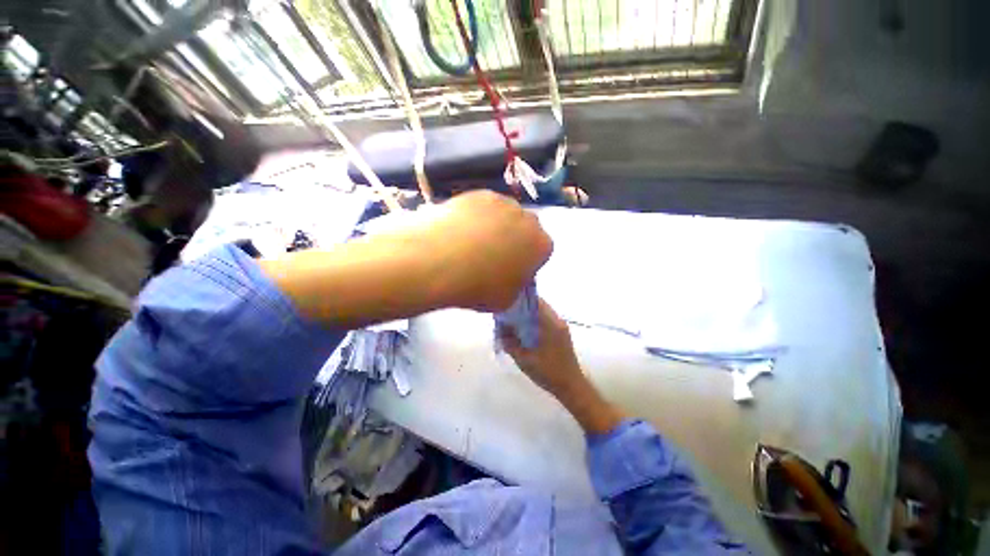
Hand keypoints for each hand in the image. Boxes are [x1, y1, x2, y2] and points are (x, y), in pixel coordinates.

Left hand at [259, 191, 549, 328]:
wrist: (418, 264)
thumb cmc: (468, 290)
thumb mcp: (501, 301)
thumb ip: (516, 289)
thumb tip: (513, 282)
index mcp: (535, 241)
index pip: (545, 249)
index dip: (528, 265)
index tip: (510, 276)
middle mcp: (518, 213)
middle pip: (524, 231)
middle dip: (513, 248)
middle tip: (489, 265)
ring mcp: (491, 199)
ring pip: (501, 219)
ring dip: (492, 235)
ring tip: (468, 253)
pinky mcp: (466, 194)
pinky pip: (479, 210)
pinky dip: (473, 223)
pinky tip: (455, 239)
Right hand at [498, 298, 624, 433]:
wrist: (571, 387)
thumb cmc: (548, 373)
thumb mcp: (524, 360)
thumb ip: (510, 344)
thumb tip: (500, 330)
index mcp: (551, 323)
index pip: (534, 301)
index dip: (519, 300)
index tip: (505, 303)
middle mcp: (557, 320)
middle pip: (537, 305)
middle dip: (521, 307)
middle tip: (506, 313)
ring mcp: (561, 326)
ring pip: (541, 312)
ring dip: (527, 314)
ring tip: (512, 321)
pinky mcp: (561, 332)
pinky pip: (545, 319)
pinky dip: (533, 321)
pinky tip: (523, 330)